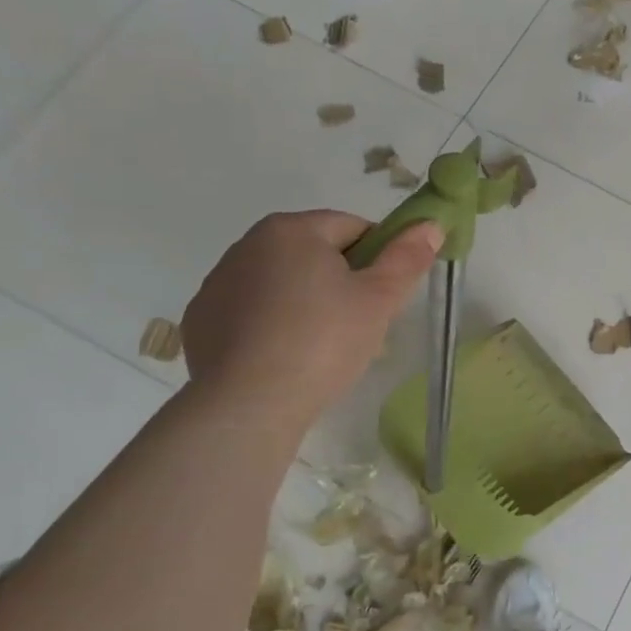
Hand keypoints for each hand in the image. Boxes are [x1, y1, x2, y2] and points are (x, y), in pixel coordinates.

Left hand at [181, 211, 441, 427]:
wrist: (248, 405)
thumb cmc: (323, 342)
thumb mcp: (379, 299)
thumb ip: (407, 257)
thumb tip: (430, 224)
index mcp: (292, 230)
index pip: (354, 227)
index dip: (380, 257)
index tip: (386, 294)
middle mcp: (247, 245)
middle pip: (315, 253)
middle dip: (343, 281)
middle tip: (362, 323)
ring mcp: (218, 284)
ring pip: (283, 283)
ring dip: (308, 302)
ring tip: (325, 348)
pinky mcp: (200, 321)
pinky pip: (252, 312)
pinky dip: (272, 325)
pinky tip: (286, 358)